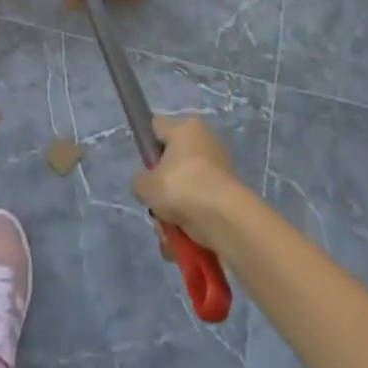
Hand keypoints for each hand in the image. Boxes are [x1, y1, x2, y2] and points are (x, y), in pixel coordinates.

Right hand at [133, 116, 248, 249]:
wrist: (227, 219)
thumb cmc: (183, 188)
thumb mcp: (147, 186)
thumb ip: (139, 181)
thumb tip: (146, 184)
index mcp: (186, 127)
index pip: (157, 128)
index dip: (146, 146)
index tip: (145, 169)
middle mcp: (204, 141)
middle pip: (172, 164)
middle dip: (162, 189)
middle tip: (157, 205)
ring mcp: (219, 169)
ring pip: (185, 189)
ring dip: (174, 212)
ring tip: (169, 232)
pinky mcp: (228, 195)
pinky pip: (201, 205)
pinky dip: (191, 222)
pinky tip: (183, 240)